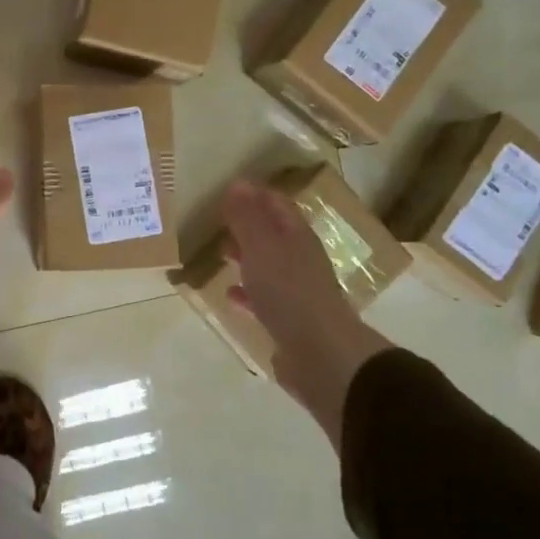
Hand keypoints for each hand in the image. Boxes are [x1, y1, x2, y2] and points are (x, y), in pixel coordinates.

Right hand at [223, 180, 390, 447]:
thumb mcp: (261, 248)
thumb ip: (247, 218)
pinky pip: (263, 298)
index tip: (227, 190)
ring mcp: (296, 291)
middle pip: (272, 234)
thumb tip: (238, 184)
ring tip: (221, 254)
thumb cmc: (289, 293)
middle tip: (218, 221)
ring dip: (246, 257)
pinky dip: (247, 292)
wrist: (321, 354)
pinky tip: (229, 295)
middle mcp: (299, 259)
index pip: (276, 204)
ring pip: (267, 265)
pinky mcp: (289, 320)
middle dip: (247, 225)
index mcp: (296, 237)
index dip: (254, 194)